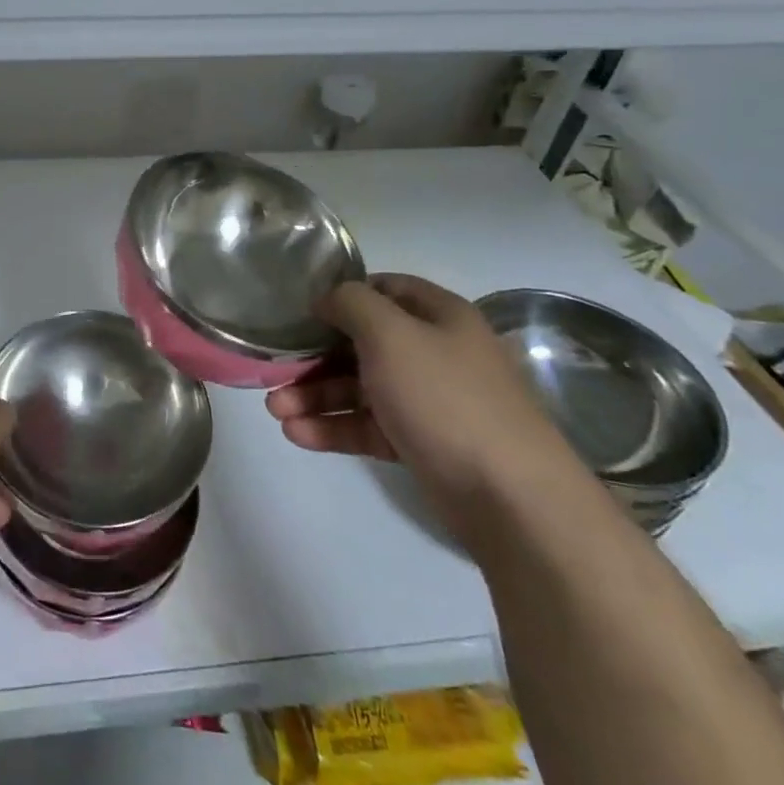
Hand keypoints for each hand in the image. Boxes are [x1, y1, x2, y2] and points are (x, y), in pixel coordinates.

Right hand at [266, 274, 578, 543]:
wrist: (509, 495)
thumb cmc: (445, 398)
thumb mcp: (391, 334)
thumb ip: (352, 304)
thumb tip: (328, 298)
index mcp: (438, 316)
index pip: (384, 289)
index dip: (342, 295)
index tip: (301, 310)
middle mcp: (434, 352)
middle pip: (362, 343)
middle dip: (314, 357)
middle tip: (274, 370)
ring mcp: (427, 400)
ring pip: (359, 388)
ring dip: (315, 396)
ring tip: (275, 411)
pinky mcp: (419, 442)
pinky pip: (367, 425)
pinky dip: (333, 427)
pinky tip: (297, 434)